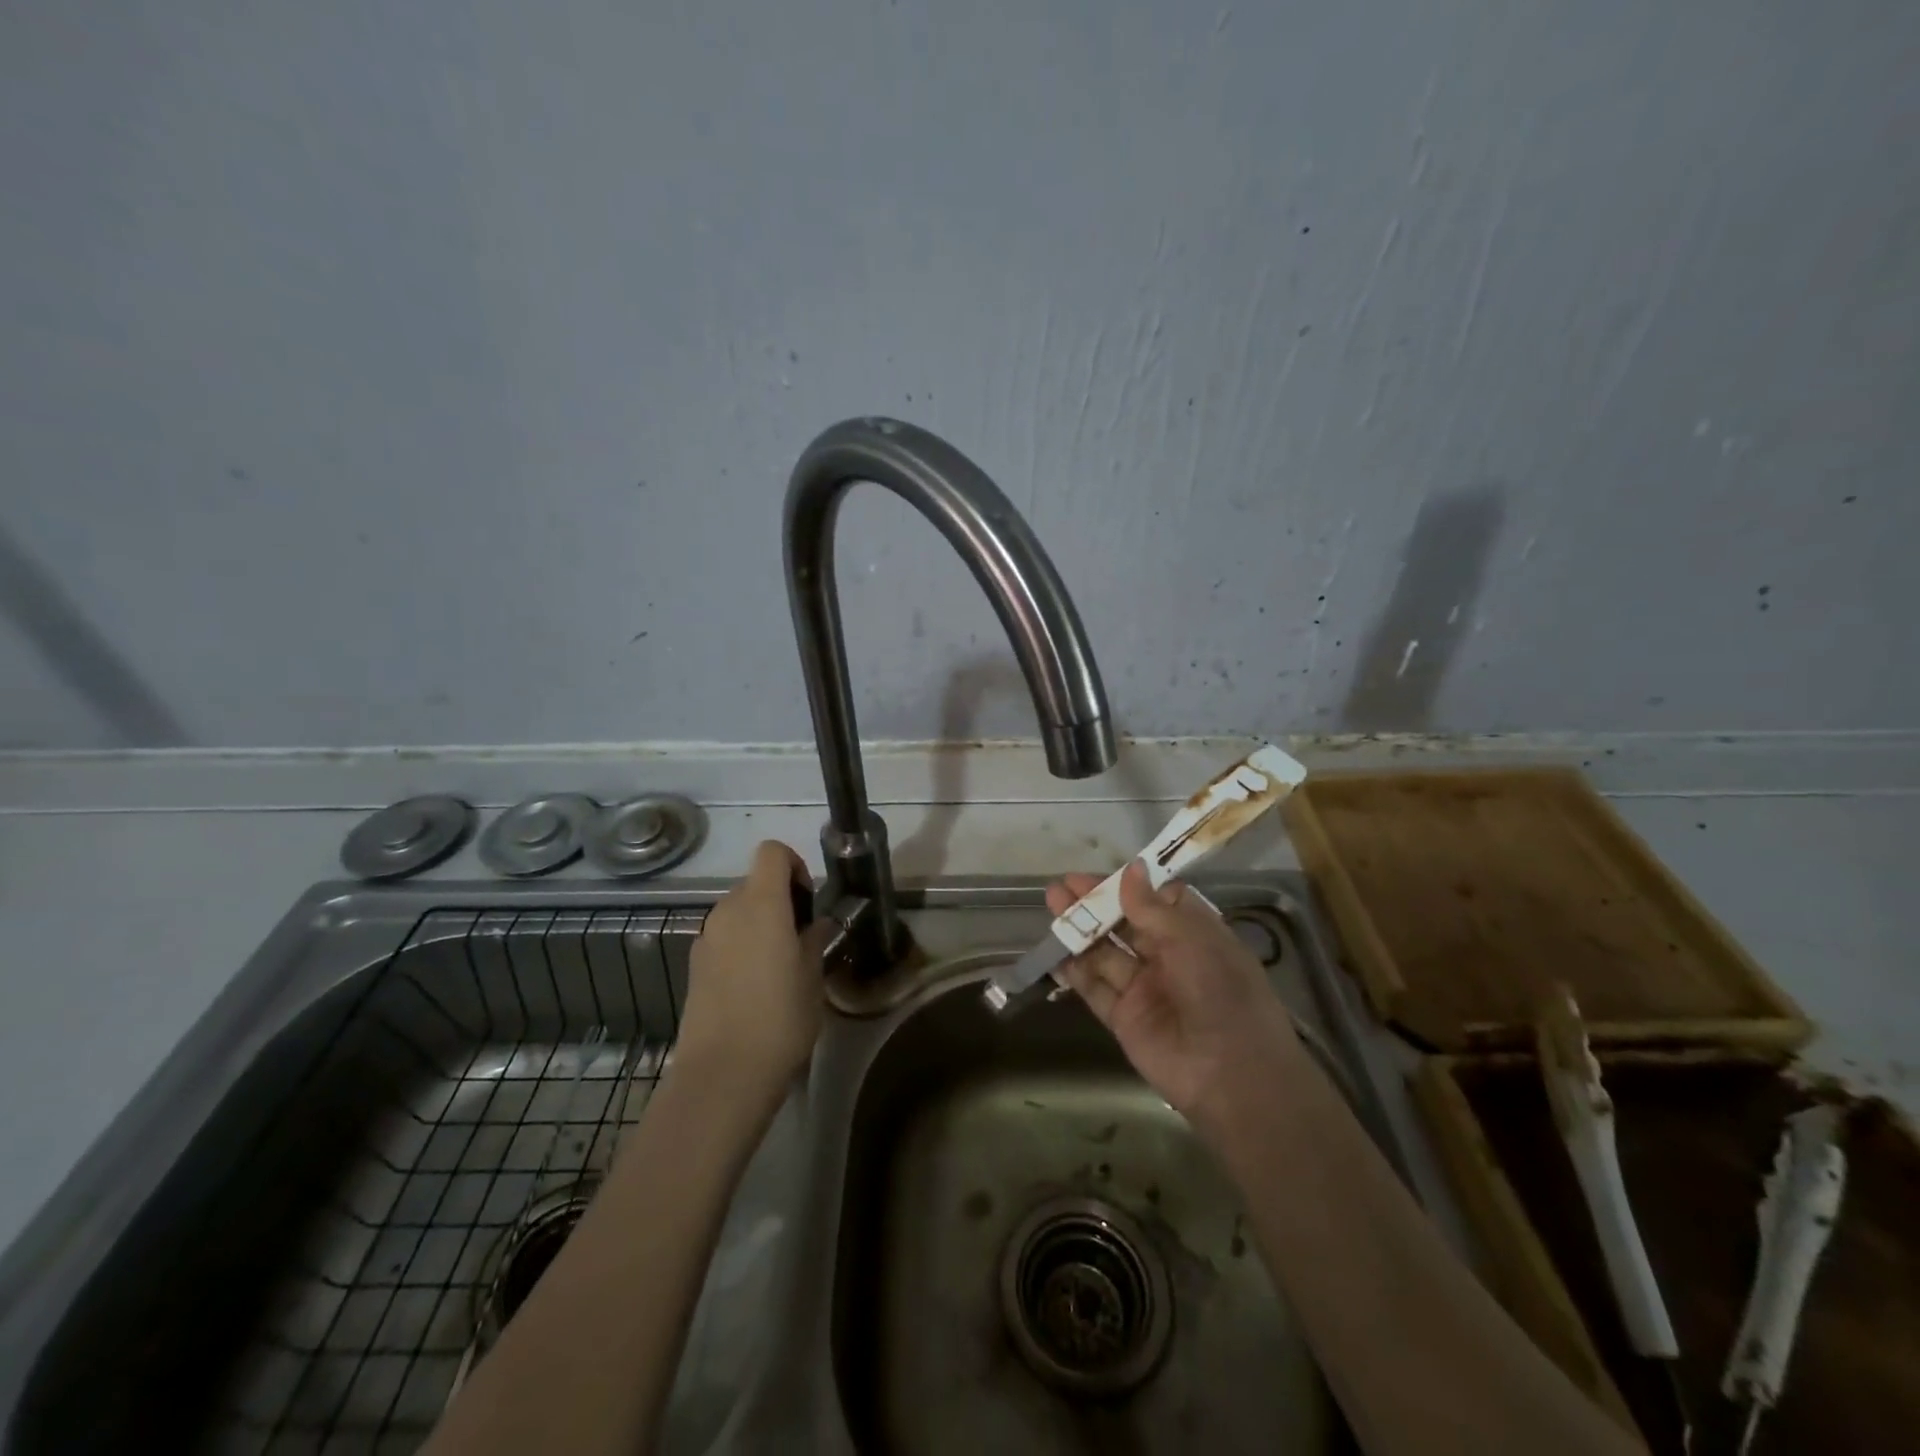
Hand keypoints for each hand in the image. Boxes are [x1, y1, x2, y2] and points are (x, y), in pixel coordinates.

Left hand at [678, 841, 831, 1100]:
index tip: (808, 900)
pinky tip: (753, 986)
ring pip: (737, 911)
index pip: (772, 852)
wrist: (722, 1074)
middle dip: (779, 899)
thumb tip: (816, 924)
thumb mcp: (813, 977)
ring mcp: (706, 938)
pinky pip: (723, 938)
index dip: (794, 864)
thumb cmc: (780, 1018)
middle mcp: (728, 910)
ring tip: (779, 965)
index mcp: (762, 903)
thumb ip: (815, 940)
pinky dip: (740, 945)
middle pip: (754, 882)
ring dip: (759, 923)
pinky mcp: (694, 965)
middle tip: (801, 938)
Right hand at [1049, 861, 1305, 1127]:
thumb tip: (1130, 868)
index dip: (1132, 886)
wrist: (1232, 1077)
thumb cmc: (1222, 995)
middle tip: (1063, 884)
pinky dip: (1074, 970)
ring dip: (1080, 929)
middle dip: (1096, 903)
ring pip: (1105, 952)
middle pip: (1126, 924)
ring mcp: (1145, 989)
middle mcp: (1170, 959)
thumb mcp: (1193, 942)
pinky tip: (1054, 951)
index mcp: (1196, 937)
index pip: (1160, 902)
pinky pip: (1094, 988)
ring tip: (1052, 904)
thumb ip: (1153, 908)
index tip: (1105, 874)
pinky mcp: (1124, 1018)